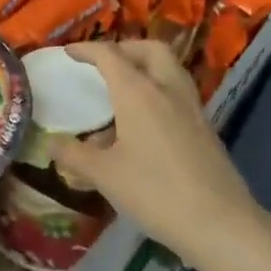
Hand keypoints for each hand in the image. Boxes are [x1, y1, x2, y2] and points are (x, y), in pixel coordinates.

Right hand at [51, 41, 262, 261]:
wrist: (220, 223)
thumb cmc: (156, 192)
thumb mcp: (105, 175)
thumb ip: (74, 155)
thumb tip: (51, 143)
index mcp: (138, 93)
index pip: (110, 56)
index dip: (87, 50)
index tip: (69, 52)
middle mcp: (167, 89)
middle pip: (149, 49)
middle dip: (124, 48)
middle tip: (103, 64)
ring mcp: (191, 106)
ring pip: (169, 66)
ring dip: (145, 64)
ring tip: (124, 86)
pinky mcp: (206, 126)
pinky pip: (178, 90)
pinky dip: (159, 87)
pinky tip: (146, 117)